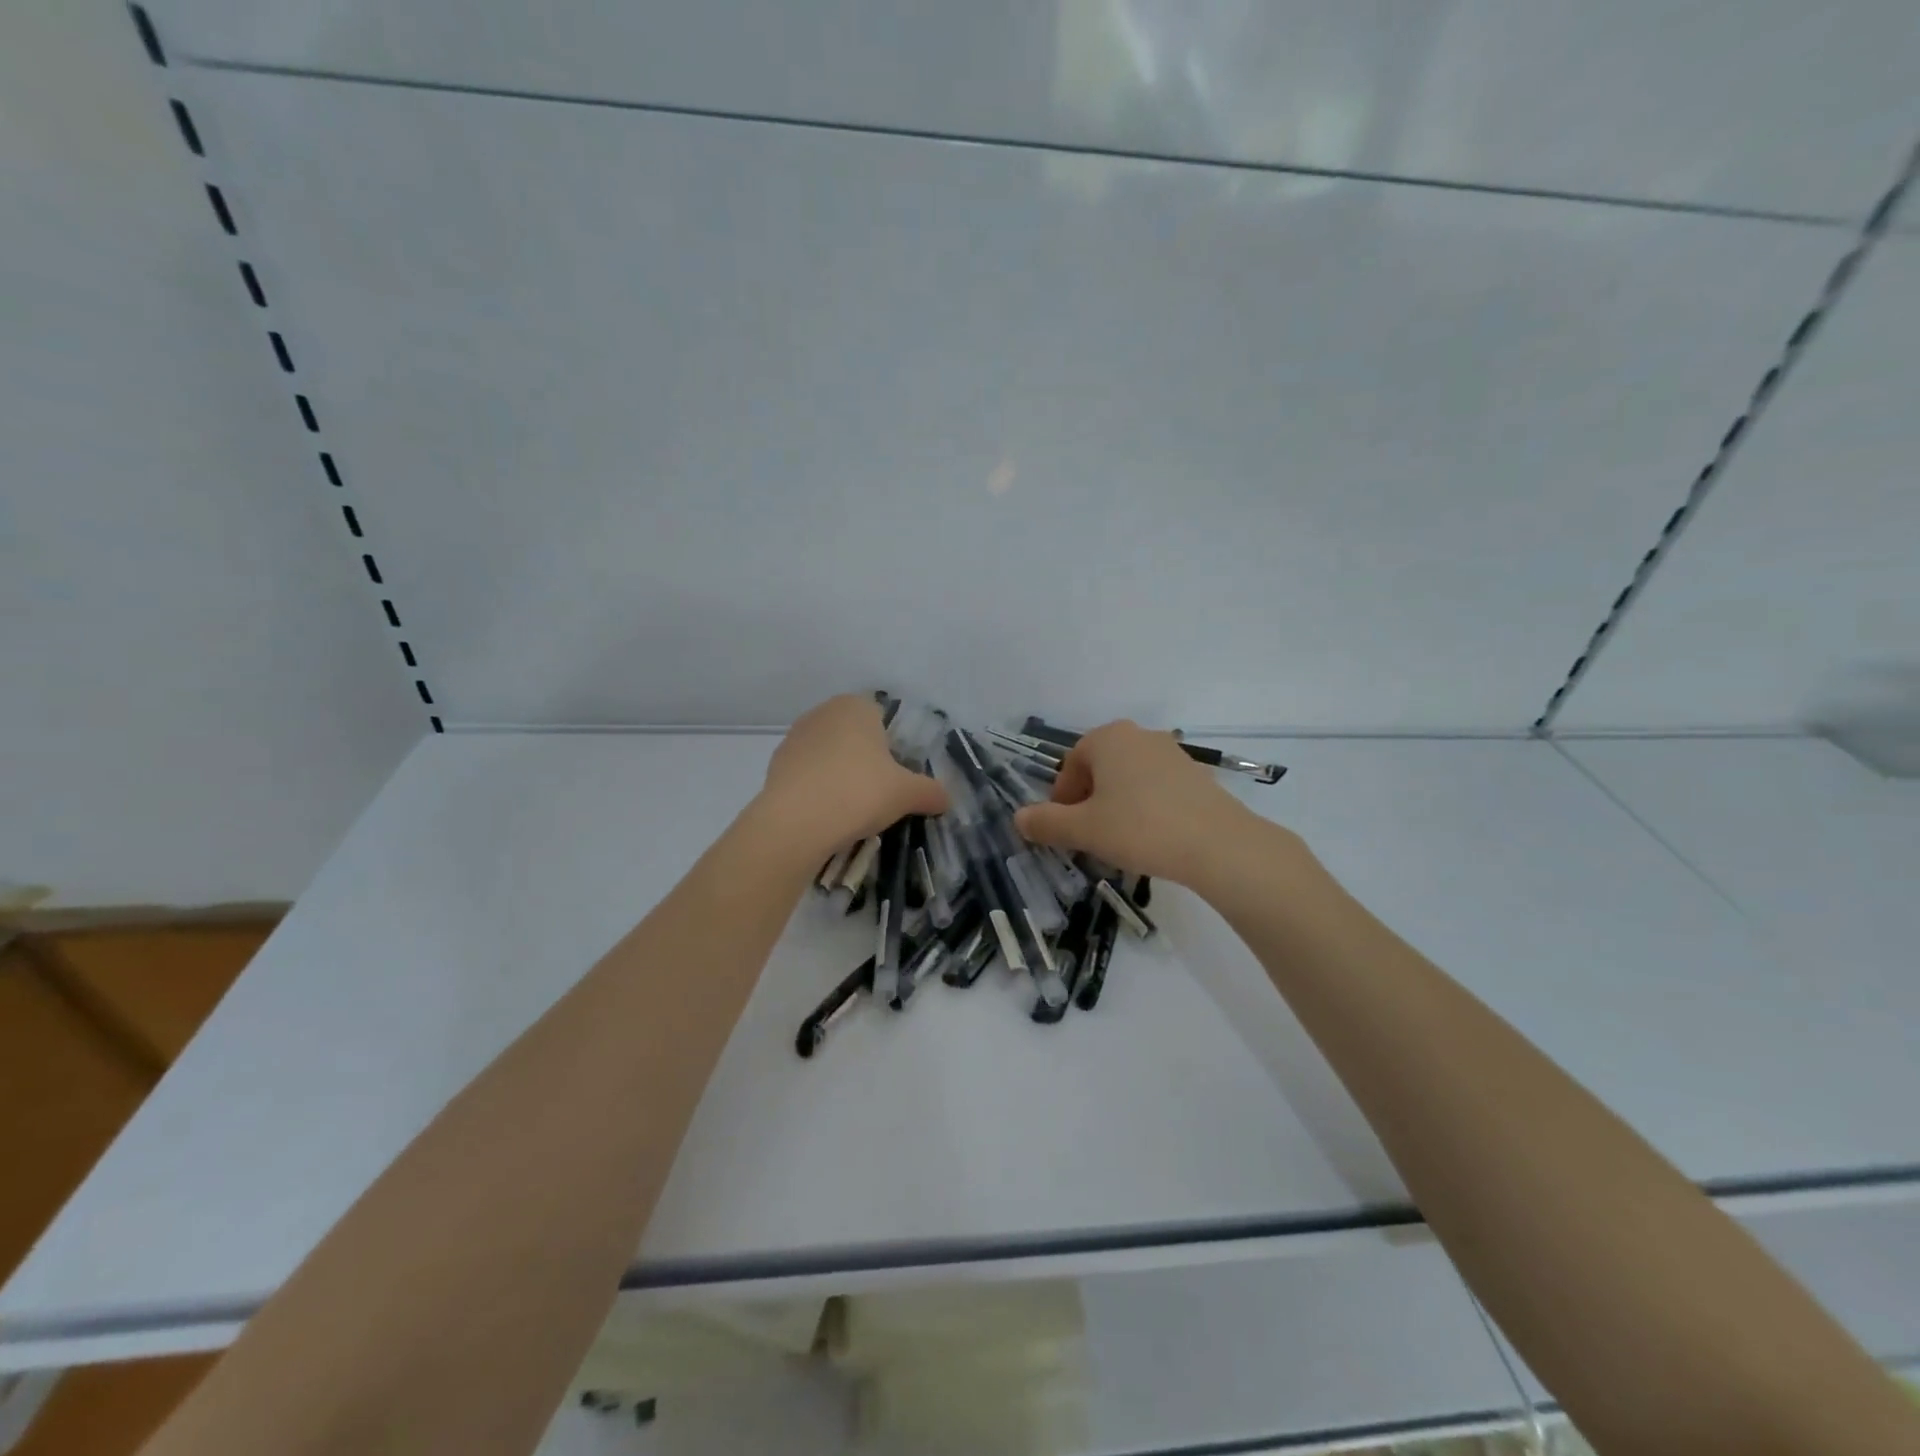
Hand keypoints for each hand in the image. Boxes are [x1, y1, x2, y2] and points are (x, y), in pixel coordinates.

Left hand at [754, 695, 948, 858]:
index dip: (893, 746)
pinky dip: (818, 788)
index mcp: (856, 706)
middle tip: (879, 792)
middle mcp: (823, 713)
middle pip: (854, 735)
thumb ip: (931, 792)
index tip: (898, 775)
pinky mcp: (775, 765)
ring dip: (840, 774)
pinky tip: (826, 814)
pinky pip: (808, 774)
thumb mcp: (907, 794)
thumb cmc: (859, 792)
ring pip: (829, 754)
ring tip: (852, 808)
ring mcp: (794, 738)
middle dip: (866, 759)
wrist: (795, 823)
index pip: (882, 717)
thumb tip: (947, 800)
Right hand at [1013, 721, 1257, 885]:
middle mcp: (1139, 735)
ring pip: (1128, 778)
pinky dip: (1145, 807)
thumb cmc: (1139, 828)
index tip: (1064, 828)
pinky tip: (1151, 837)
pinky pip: (1156, 787)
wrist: (1217, 844)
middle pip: (1100, 768)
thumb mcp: (1084, 829)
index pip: (1071, 764)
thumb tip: (1018, 818)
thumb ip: (1046, 822)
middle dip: (1088, 800)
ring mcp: (1171, 752)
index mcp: (1108, 738)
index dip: (1061, 798)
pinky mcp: (1196, 775)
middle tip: (1088, 834)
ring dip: (1116, 804)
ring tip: (1119, 839)